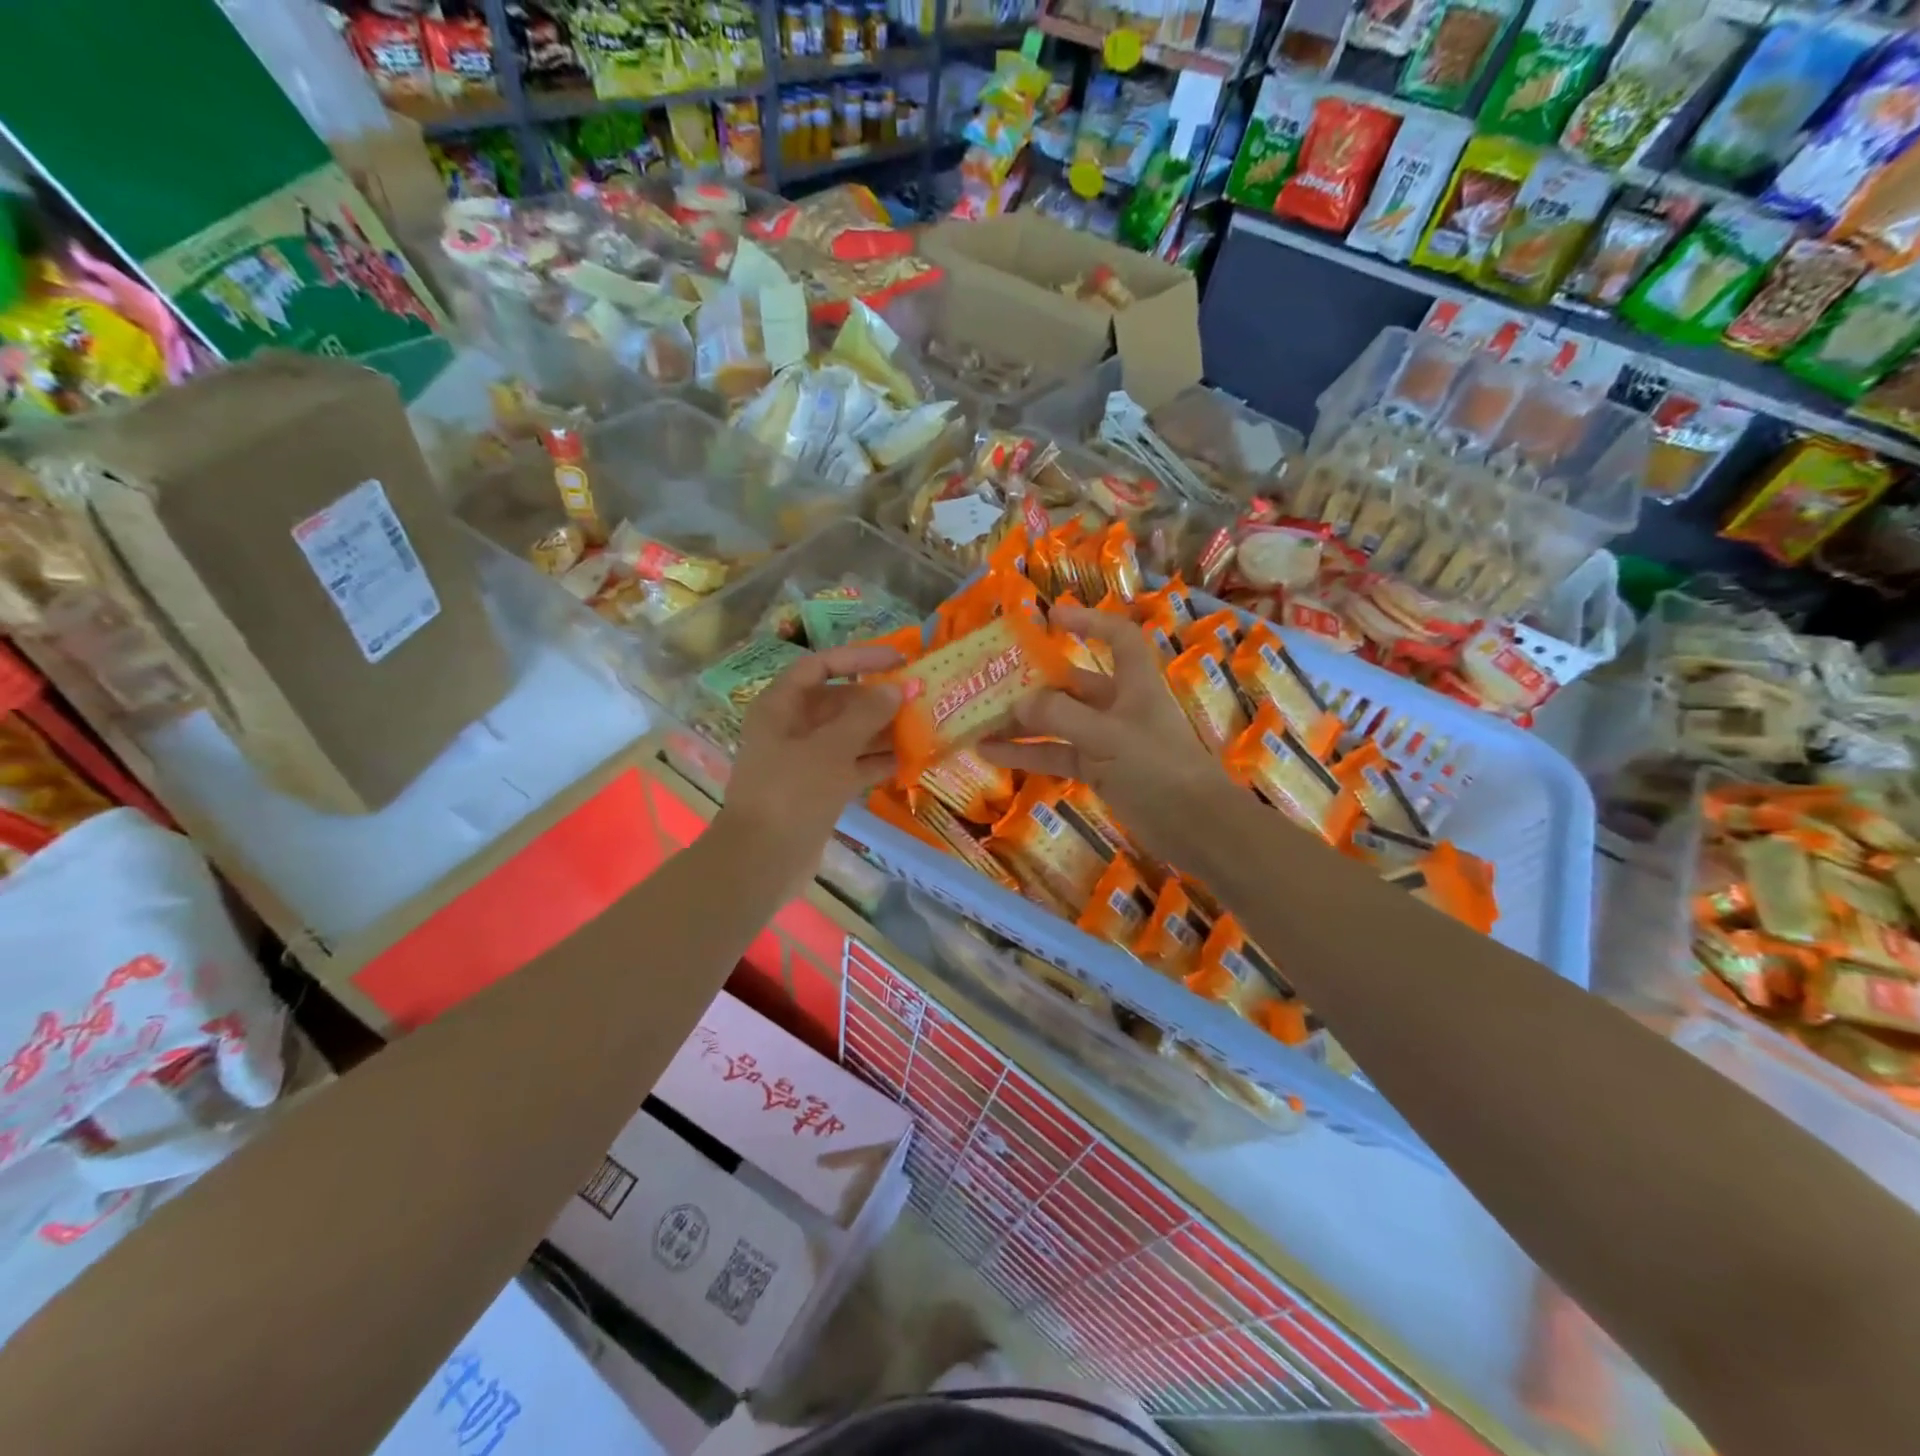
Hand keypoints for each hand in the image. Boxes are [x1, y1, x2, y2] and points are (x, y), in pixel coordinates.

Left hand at [716, 643, 903, 870]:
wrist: (762, 861)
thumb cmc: (791, 793)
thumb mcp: (831, 749)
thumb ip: (866, 715)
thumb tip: (895, 689)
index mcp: (781, 706)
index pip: (820, 666)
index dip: (858, 658)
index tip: (898, 660)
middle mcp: (791, 727)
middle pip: (838, 701)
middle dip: (877, 700)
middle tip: (920, 699)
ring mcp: (804, 760)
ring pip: (849, 735)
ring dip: (882, 732)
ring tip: (923, 728)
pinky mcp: (818, 789)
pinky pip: (851, 765)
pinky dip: (876, 762)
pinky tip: (909, 762)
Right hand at [979, 604, 1238, 870]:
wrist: (1194, 826)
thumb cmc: (1158, 766)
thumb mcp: (1107, 736)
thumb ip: (1060, 716)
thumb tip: (1017, 702)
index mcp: (1134, 683)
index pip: (1117, 637)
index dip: (1088, 621)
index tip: (1050, 618)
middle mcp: (1120, 705)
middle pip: (1073, 684)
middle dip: (1033, 685)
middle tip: (991, 686)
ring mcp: (1108, 740)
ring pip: (1058, 723)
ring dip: (1022, 724)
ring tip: (978, 725)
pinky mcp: (1099, 771)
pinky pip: (1057, 755)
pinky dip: (1028, 754)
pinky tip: (992, 755)